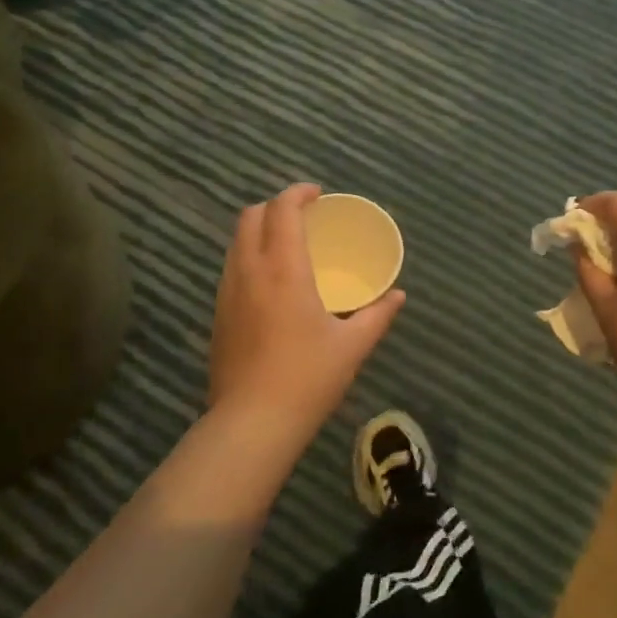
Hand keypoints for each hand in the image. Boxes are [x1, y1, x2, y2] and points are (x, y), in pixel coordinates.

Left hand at [207, 184, 405, 436]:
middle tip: (304, 216)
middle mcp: (249, 271)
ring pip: (236, 241)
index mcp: (284, 270)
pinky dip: (250, 255)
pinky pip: (231, 267)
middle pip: (251, 217)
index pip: (282, 210)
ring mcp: (228, 293)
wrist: (251, 424)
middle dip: (276, 206)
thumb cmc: (308, 379)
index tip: (318, 195)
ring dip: (260, 230)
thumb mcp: (352, 346)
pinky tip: (271, 281)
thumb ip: (378, 315)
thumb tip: (398, 296)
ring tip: (287, 244)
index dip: (298, 193)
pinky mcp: (218, 314)